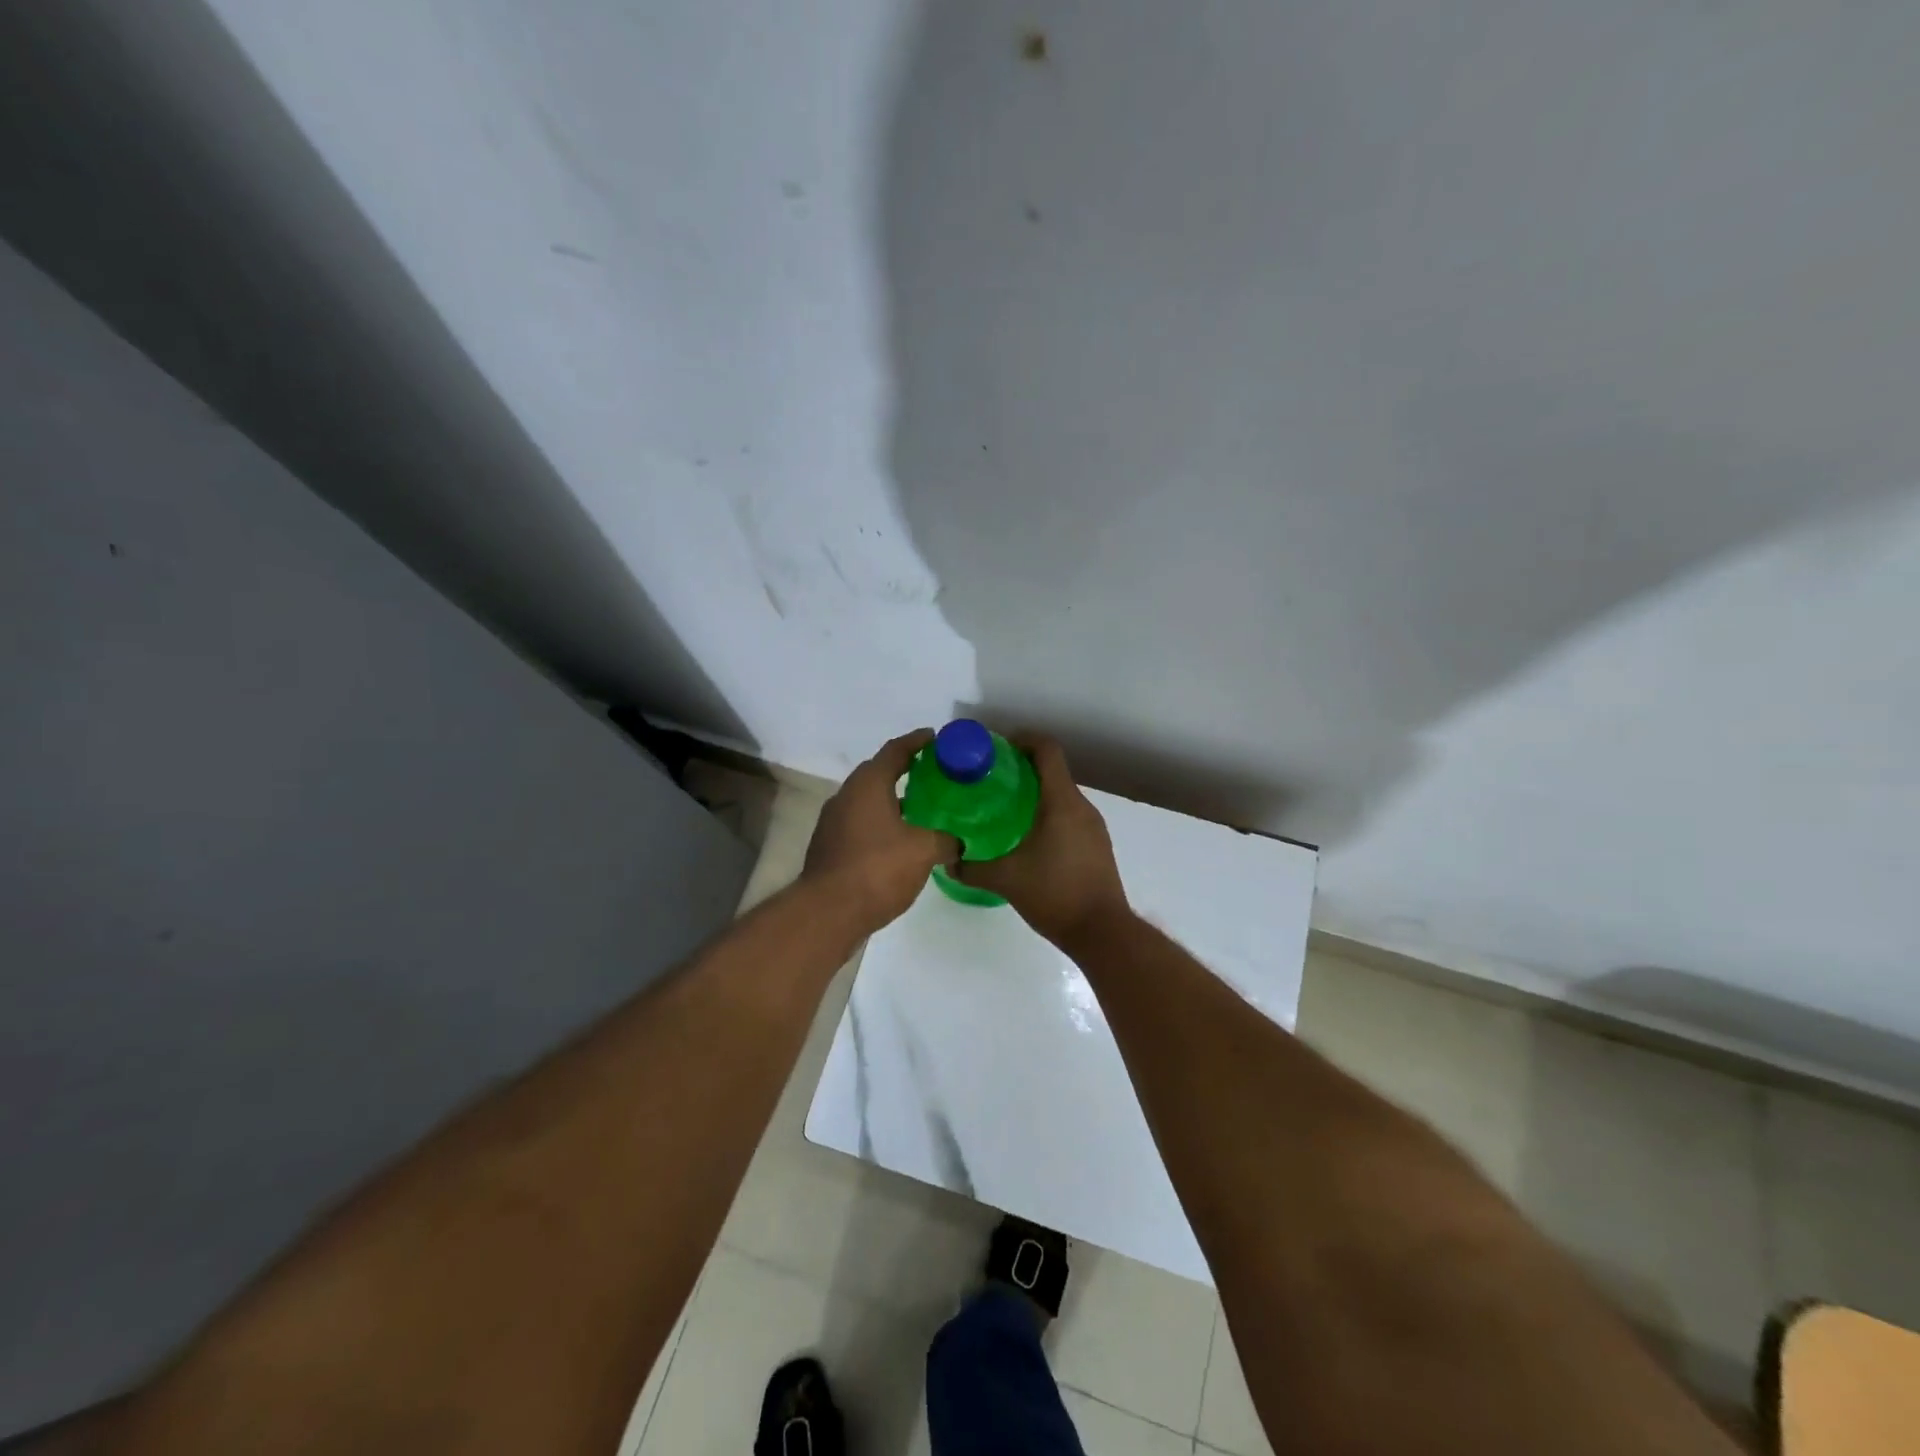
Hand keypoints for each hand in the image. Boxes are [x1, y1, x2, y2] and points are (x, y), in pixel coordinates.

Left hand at [805, 730, 958, 931]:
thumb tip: (957, 842)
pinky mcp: (829, 847)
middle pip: (877, 773)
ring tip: (920, 810)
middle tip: (932, 774)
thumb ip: (945, 840)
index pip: (895, 751)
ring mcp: (833, 823)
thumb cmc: (877, 869)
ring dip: (891, 801)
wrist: (828, 912)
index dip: (916, 741)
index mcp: (867, 785)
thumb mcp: (923, 851)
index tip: (934, 737)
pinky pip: (860, 824)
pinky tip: (899, 841)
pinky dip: (880, 824)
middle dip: (903, 770)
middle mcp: (846, 796)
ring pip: (867, 801)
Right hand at [953, 737, 1130, 946]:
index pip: (1047, 750)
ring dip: (1036, 793)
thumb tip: (947, 862)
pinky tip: (1027, 836)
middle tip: (990, 780)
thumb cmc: (1055, 895)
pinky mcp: (1097, 845)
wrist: (1103, 932)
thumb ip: (972, 868)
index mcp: (1062, 802)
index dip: (1023, 740)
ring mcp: (1093, 827)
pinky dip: (1048, 813)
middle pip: (1053, 770)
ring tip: (1003, 808)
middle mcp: (1082, 807)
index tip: (996, 748)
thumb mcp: (1006, 880)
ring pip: (1062, 795)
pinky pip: (1070, 815)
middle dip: (1022, 768)